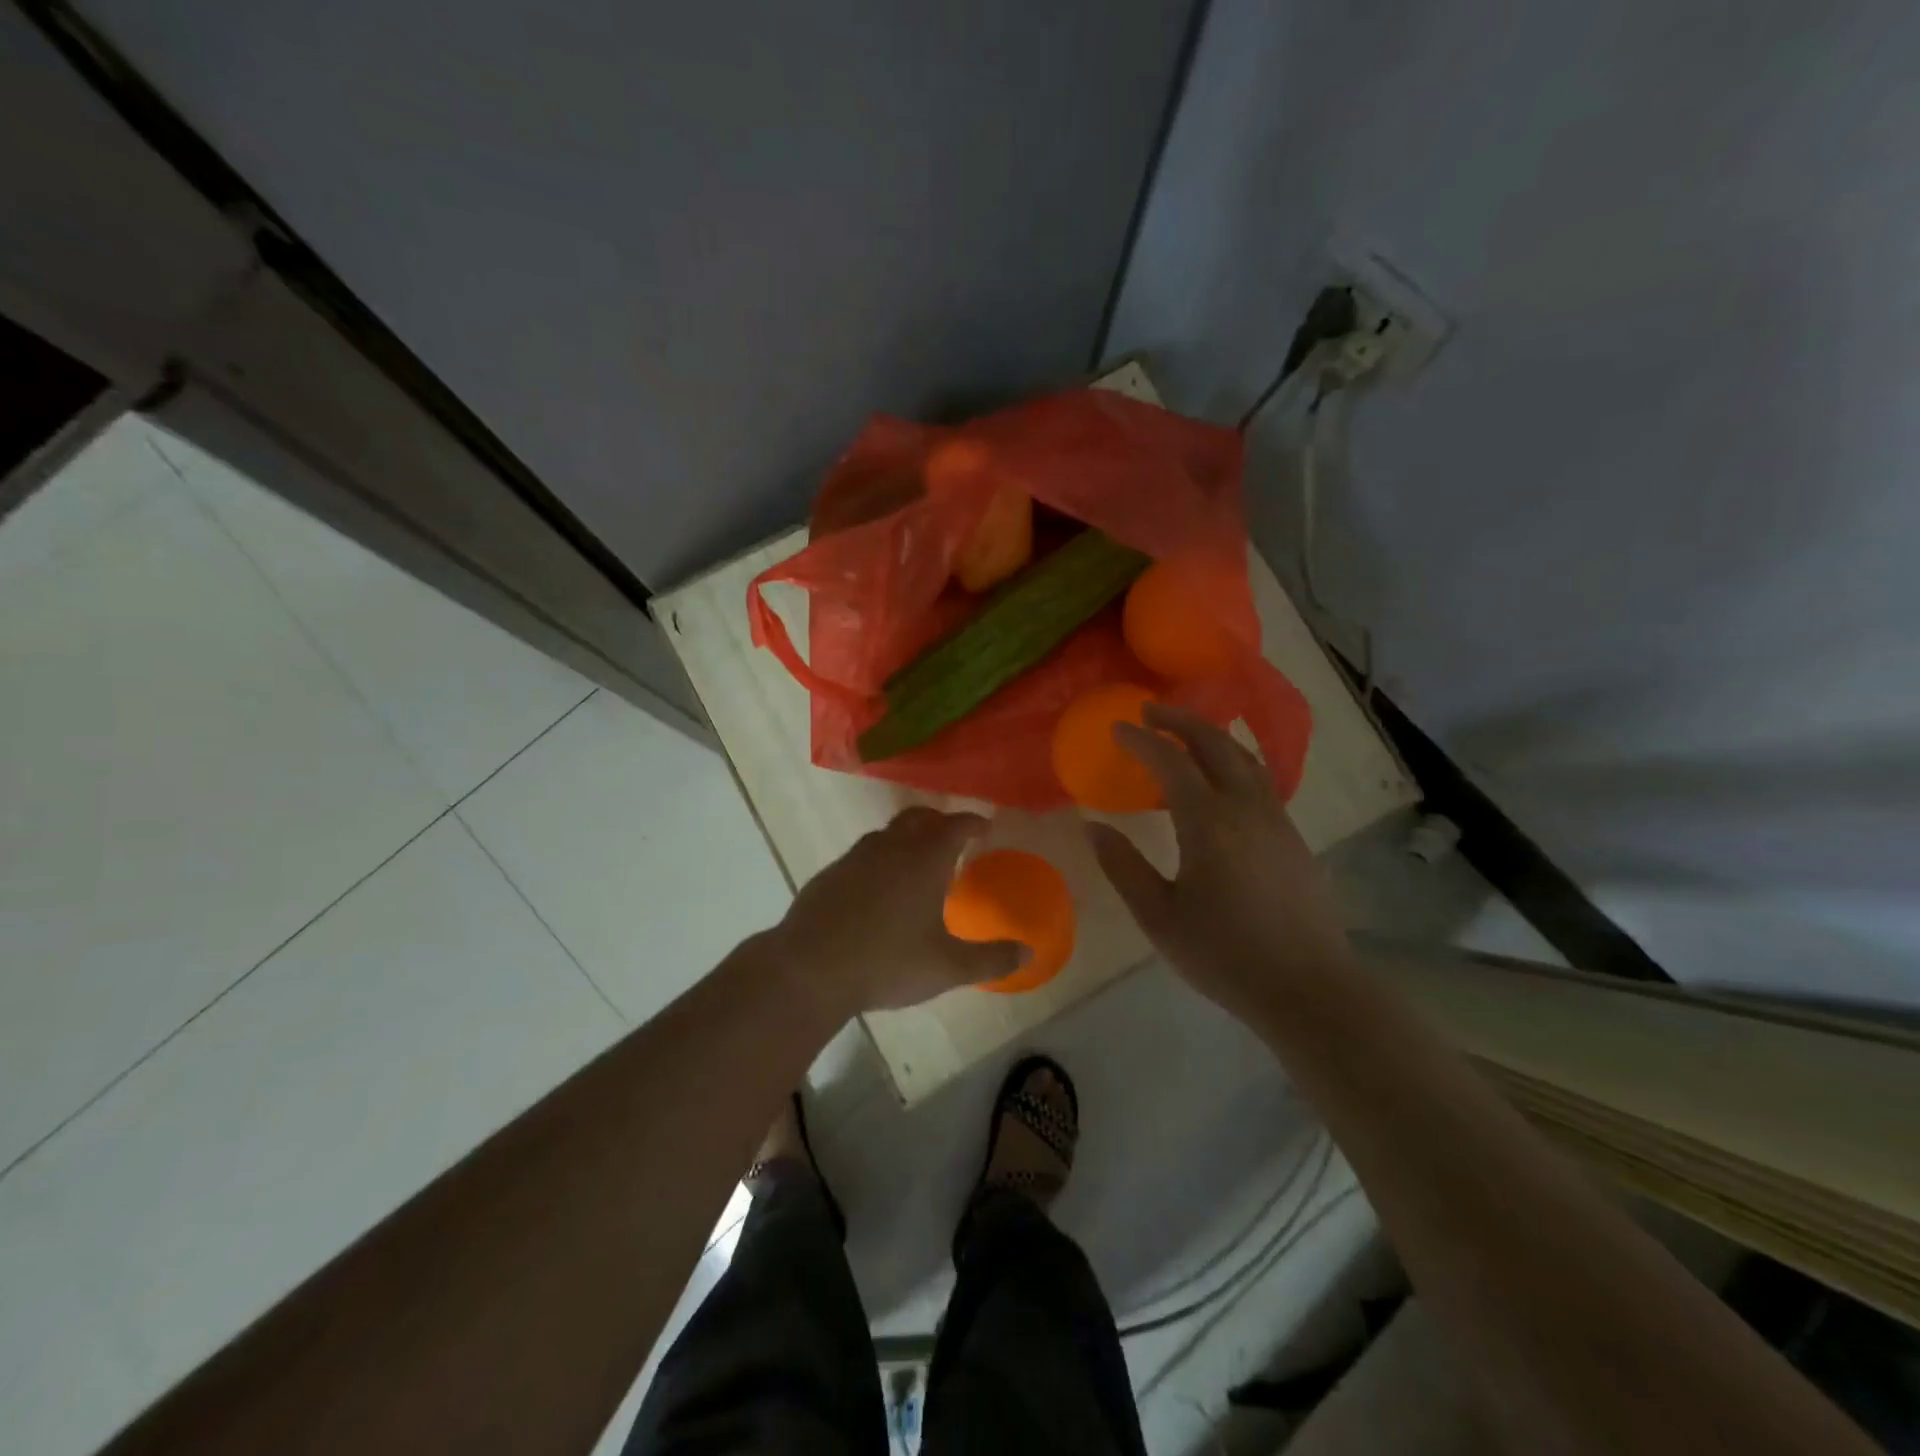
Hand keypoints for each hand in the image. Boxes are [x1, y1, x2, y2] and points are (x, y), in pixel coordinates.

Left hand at [771, 806, 1022, 1015]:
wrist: (810, 969)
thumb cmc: (887, 962)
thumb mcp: (947, 967)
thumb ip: (990, 959)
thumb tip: (1028, 954)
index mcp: (924, 859)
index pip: (956, 826)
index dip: (974, 823)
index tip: (986, 827)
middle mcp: (891, 847)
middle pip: (919, 818)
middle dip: (940, 822)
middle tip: (953, 838)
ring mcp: (855, 857)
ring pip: (888, 833)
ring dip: (907, 838)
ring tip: (917, 862)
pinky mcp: (829, 874)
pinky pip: (863, 854)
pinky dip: (880, 859)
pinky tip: (878, 888)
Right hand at [1087, 704, 1351, 1020]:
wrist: (1309, 988)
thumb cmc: (1225, 955)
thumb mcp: (1159, 917)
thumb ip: (1124, 867)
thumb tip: (1092, 827)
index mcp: (1209, 823)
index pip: (1171, 762)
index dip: (1141, 740)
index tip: (1116, 728)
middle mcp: (1246, 808)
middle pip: (1215, 744)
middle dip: (1180, 721)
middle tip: (1149, 711)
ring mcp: (1276, 820)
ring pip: (1245, 758)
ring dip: (1212, 736)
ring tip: (1184, 734)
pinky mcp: (1292, 837)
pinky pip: (1260, 779)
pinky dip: (1234, 761)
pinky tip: (1222, 778)